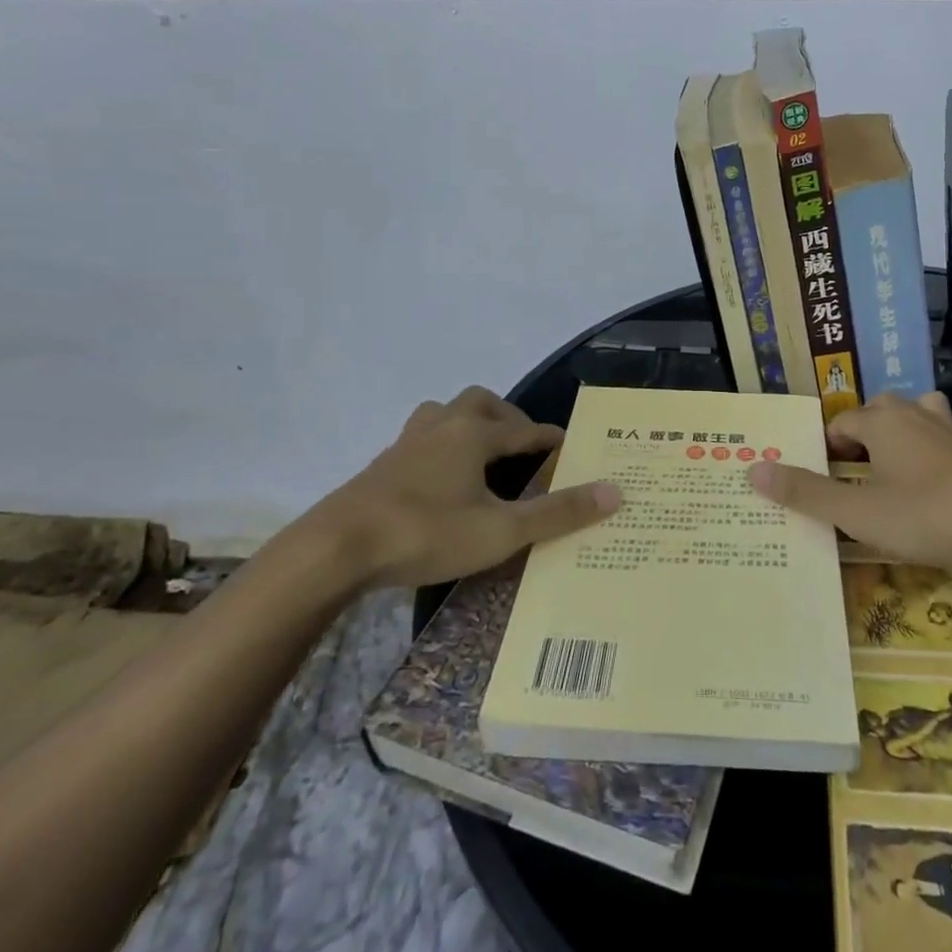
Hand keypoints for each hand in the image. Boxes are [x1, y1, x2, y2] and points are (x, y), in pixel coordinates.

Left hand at [302, 386, 620, 588]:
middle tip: (522, 446)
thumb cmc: (426, 533)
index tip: (569, 446)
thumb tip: (615, 491)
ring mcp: (406, 444)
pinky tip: (441, 480)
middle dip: (507, 418)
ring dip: (468, 424)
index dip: (548, 437)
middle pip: (479, 402)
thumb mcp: (501, 531)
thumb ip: (557, 513)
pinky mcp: (382, 466)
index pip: (523, 428)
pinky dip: (441, 446)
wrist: (335, 549)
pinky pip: (421, 439)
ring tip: (481, 456)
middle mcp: (441, 428)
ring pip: (444, 414)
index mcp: (472, 435)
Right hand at [747, 392, 951, 576]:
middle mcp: (917, 417)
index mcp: (882, 423)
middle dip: (865, 431)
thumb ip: (806, 493)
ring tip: (904, 453)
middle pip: (881, 408)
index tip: (824, 479)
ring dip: (913, 425)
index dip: (827, 448)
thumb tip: (753, 470)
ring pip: (927, 411)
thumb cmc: (926, 516)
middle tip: (856, 468)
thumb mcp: (857, 513)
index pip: (841, 422)